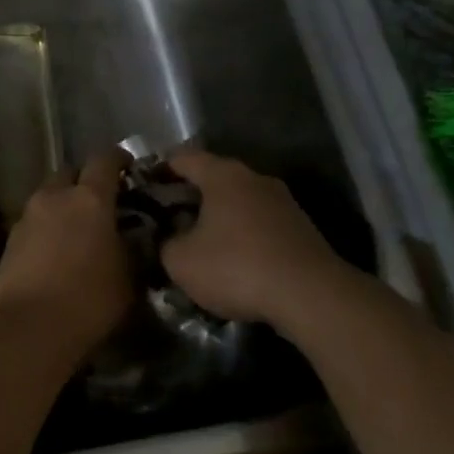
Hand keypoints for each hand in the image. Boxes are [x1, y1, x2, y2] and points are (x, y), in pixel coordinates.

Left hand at [0, 151, 132, 356]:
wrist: (26, 328)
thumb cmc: (88, 300)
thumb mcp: (128, 277)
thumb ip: (131, 248)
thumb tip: (131, 238)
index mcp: (89, 198)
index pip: (105, 160)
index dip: (119, 159)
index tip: (130, 168)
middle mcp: (54, 197)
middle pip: (70, 173)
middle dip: (85, 181)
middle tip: (102, 203)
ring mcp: (27, 217)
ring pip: (49, 197)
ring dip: (63, 206)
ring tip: (79, 231)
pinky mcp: (9, 241)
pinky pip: (34, 222)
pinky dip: (47, 228)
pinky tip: (57, 252)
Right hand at [160, 150, 342, 325]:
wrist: (310, 295)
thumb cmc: (236, 267)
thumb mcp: (181, 261)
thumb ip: (165, 244)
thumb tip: (169, 240)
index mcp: (223, 175)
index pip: (182, 158)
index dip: (159, 170)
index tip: (143, 189)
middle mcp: (255, 178)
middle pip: (213, 178)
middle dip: (188, 197)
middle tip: (167, 220)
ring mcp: (283, 201)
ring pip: (238, 202)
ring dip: (217, 218)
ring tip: (199, 244)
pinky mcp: (300, 228)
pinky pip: (259, 223)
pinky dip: (242, 235)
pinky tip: (233, 261)